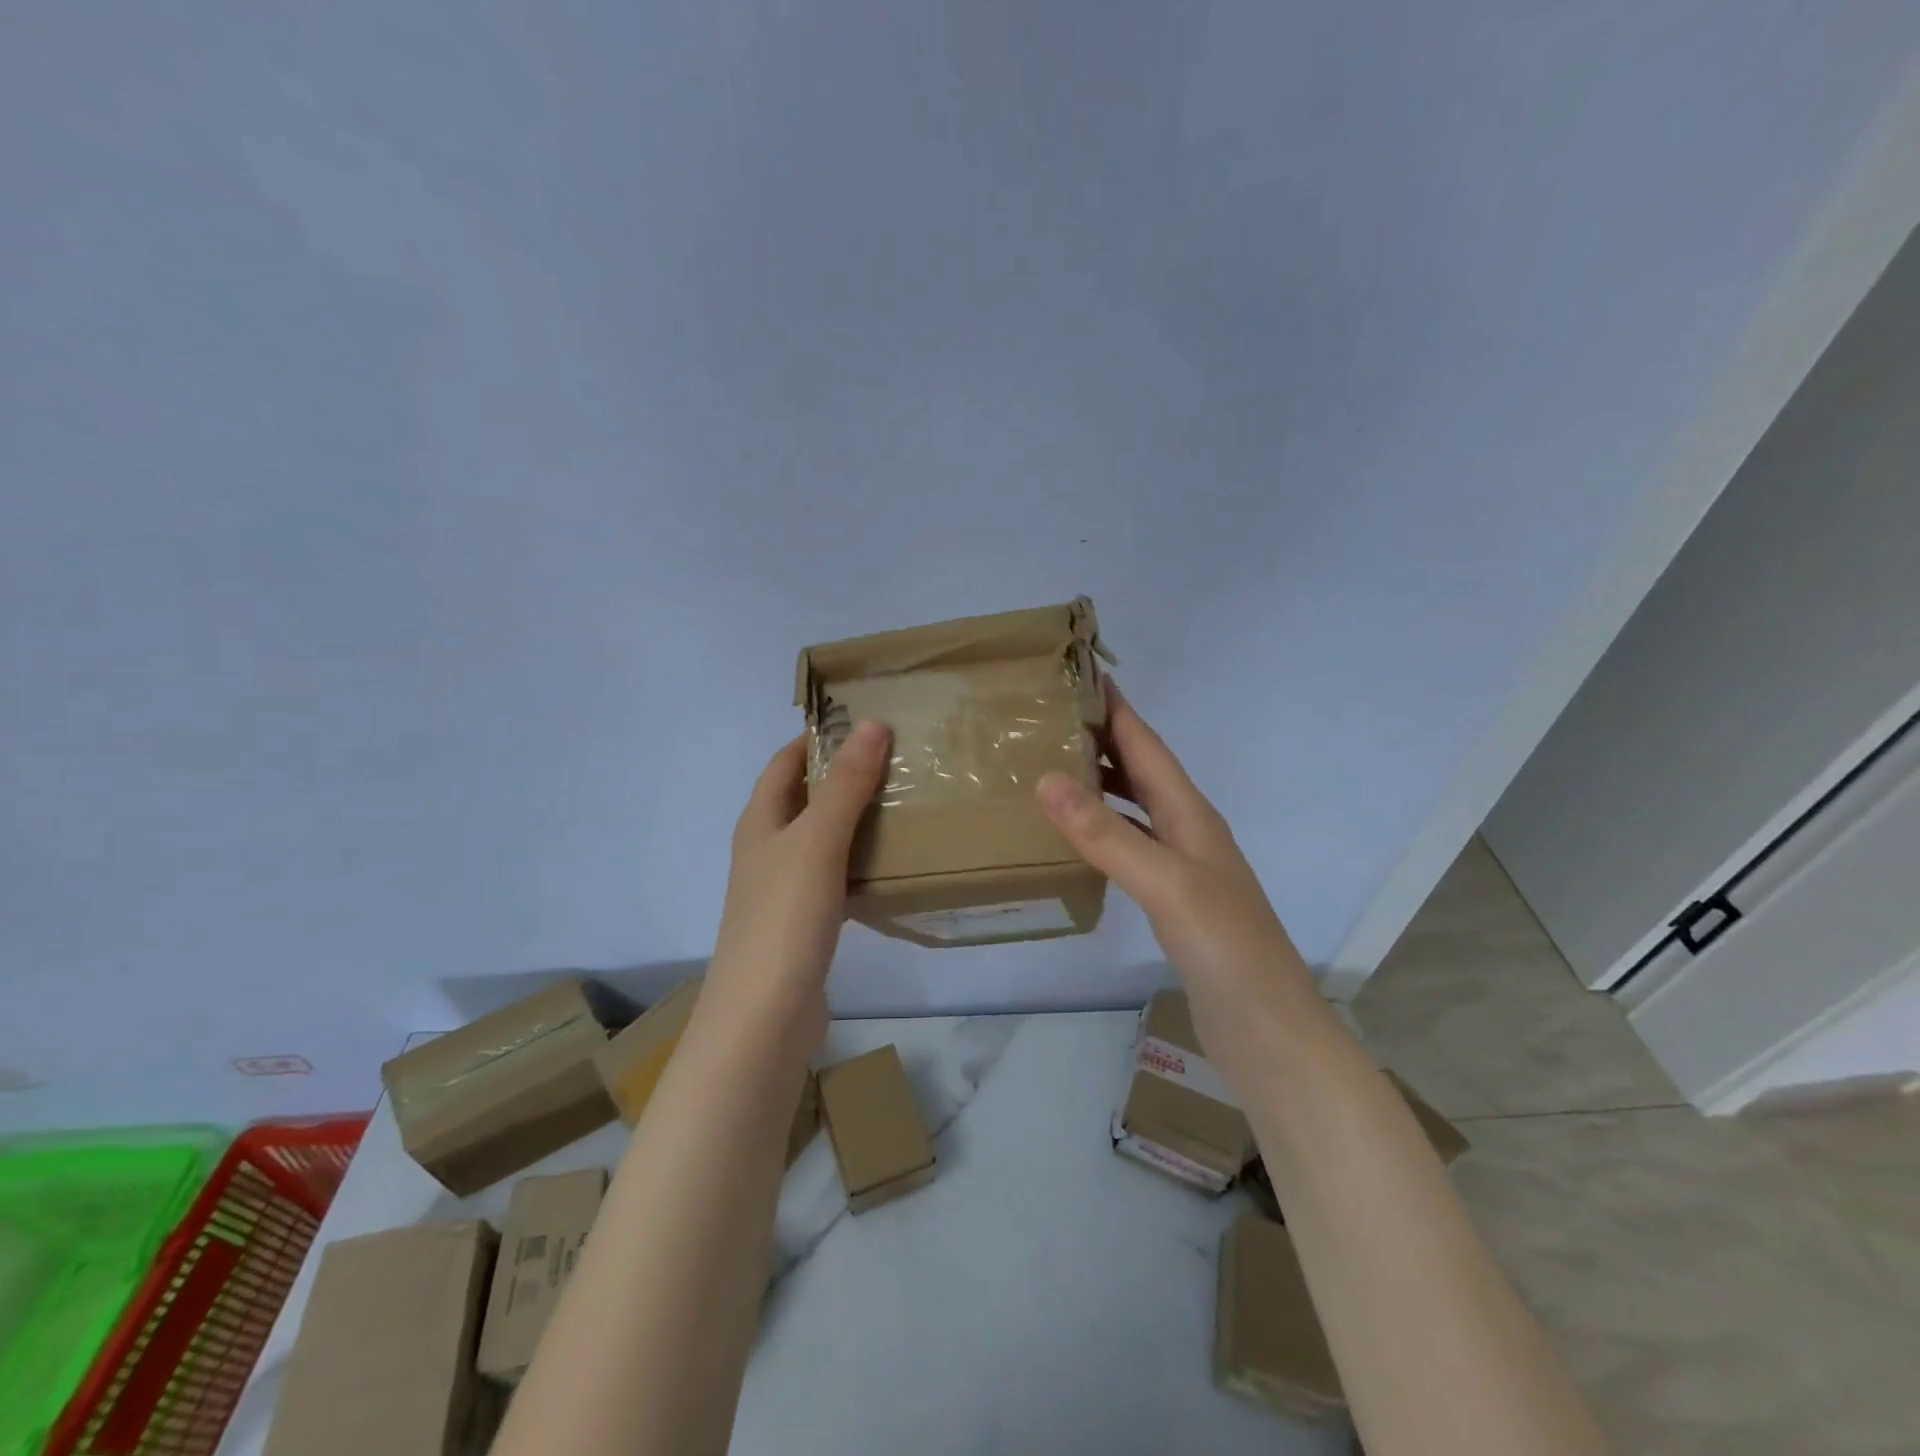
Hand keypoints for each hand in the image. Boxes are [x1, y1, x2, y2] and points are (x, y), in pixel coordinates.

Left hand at [704, 720, 891, 1049]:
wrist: (764, 1016)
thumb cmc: (784, 917)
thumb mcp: (818, 842)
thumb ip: (845, 785)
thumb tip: (873, 724)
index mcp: (760, 822)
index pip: (785, 762)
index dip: (817, 738)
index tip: (863, 721)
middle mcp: (765, 850)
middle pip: (803, 798)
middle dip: (842, 776)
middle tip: (897, 760)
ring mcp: (781, 889)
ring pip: (820, 839)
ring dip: (853, 819)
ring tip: (902, 803)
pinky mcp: (802, 923)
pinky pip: (833, 876)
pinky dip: (857, 861)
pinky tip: (889, 865)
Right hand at [1036, 684, 1317, 1059]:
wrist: (1269, 1032)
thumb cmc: (1225, 948)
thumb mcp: (1165, 883)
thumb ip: (1107, 834)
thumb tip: (1048, 779)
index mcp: (1191, 815)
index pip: (1148, 747)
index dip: (1118, 710)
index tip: (1081, 673)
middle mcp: (1188, 832)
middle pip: (1142, 771)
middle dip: (1104, 739)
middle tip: (1051, 719)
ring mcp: (1182, 868)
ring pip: (1135, 808)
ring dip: (1102, 783)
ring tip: (1053, 767)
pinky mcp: (1173, 902)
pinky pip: (1130, 847)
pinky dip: (1103, 830)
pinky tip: (1078, 838)